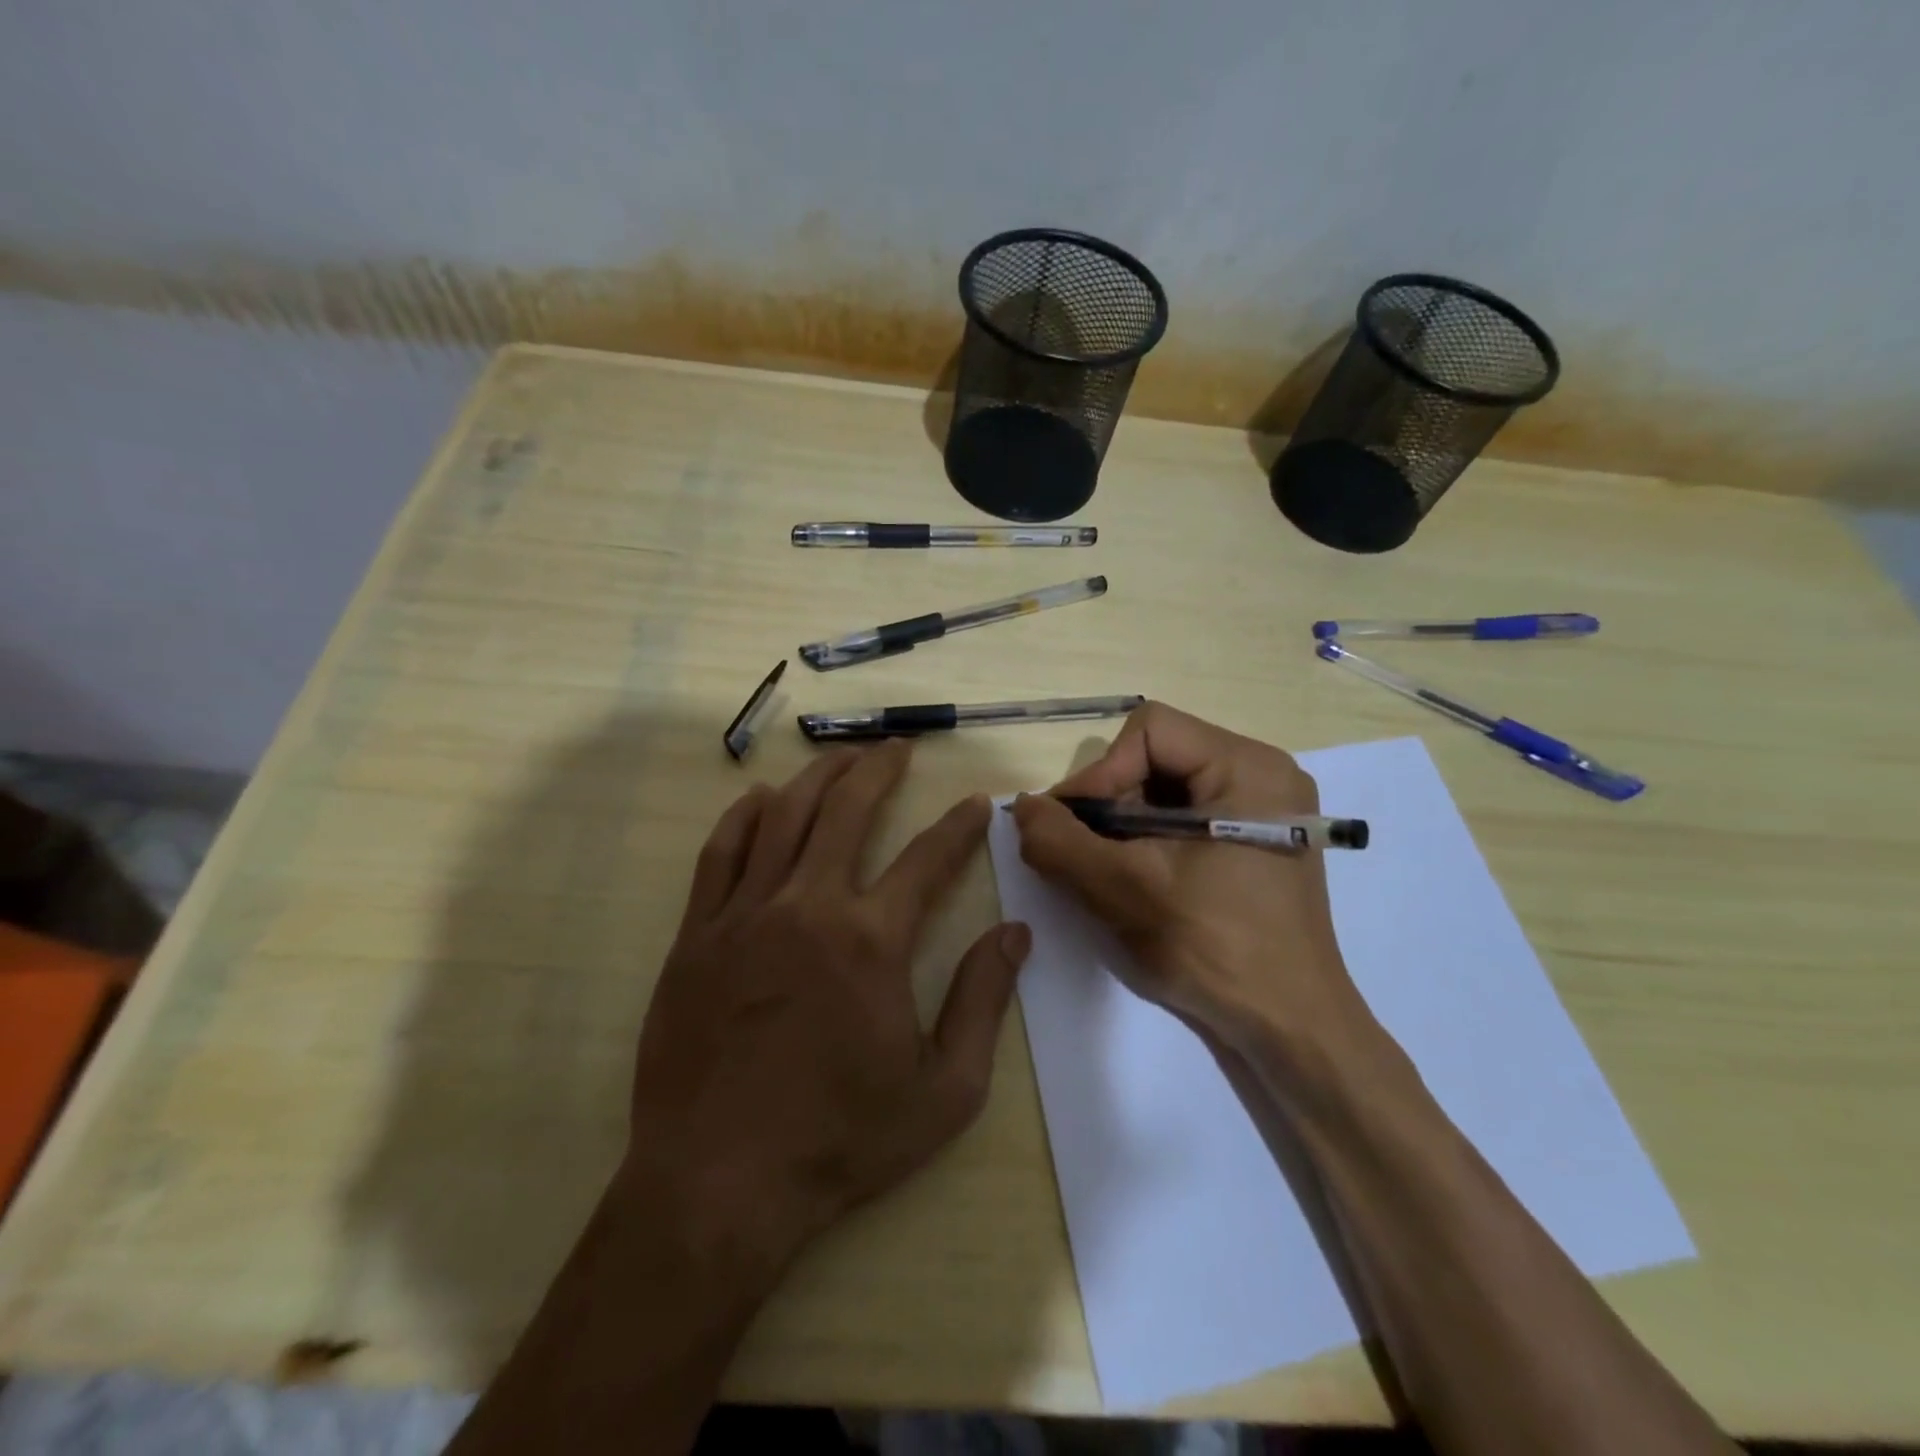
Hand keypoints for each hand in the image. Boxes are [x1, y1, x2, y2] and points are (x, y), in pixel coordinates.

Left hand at [620, 740, 1029, 1275]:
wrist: (719, 1183)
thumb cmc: (841, 1139)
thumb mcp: (943, 1090)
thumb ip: (982, 1002)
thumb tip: (1015, 933)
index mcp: (872, 941)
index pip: (928, 859)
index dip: (959, 826)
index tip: (977, 803)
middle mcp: (810, 907)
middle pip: (848, 811)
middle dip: (879, 770)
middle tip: (898, 748)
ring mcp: (746, 915)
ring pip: (784, 818)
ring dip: (818, 778)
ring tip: (841, 758)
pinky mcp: (699, 934)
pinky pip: (722, 853)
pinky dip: (745, 816)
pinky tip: (762, 798)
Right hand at [1010, 702, 1374, 1066]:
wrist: (1290, 1030)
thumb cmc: (1215, 951)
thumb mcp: (1124, 891)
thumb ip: (1060, 842)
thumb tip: (1022, 807)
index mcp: (1248, 768)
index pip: (1150, 731)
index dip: (1100, 772)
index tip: (1069, 826)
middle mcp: (1262, 775)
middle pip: (1157, 757)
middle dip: (1109, 801)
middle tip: (1079, 851)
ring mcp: (1262, 810)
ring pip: (1165, 790)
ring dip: (1122, 825)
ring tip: (1101, 868)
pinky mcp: (1254, 842)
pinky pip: (1184, 818)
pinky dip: (1146, 840)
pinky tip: (1132, 878)